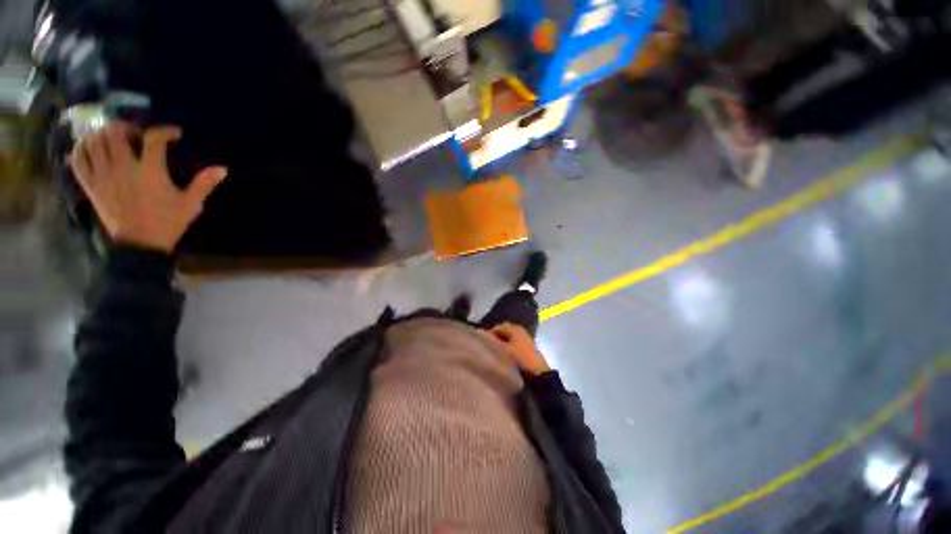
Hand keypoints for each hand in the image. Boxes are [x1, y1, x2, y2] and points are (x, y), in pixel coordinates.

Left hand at [69, 122, 227, 252]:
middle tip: (136, 133)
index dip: (165, 131)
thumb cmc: (167, 223)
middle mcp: (123, 168)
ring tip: (113, 138)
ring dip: (102, 134)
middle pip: (115, 132)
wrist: (140, 245)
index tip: (174, 134)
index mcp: (150, 172)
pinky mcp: (91, 185)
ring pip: (93, 141)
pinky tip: (91, 148)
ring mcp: (103, 176)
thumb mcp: (190, 204)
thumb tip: (223, 169)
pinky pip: (78, 160)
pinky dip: (81, 149)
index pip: (154, 139)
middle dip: (126, 126)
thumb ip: (204, 184)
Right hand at [487, 323, 550, 375]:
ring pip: (509, 335)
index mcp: (513, 328)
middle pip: (504, 330)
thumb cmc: (519, 358)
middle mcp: (519, 329)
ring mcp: (525, 336)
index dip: (489, 334)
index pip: (497, 327)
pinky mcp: (527, 344)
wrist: (538, 372)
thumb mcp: (504, 350)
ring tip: (496, 349)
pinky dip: (509, 344)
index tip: (483, 342)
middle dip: (496, 336)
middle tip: (489, 345)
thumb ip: (494, 342)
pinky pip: (514, 340)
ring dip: (503, 340)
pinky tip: (505, 352)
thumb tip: (485, 337)